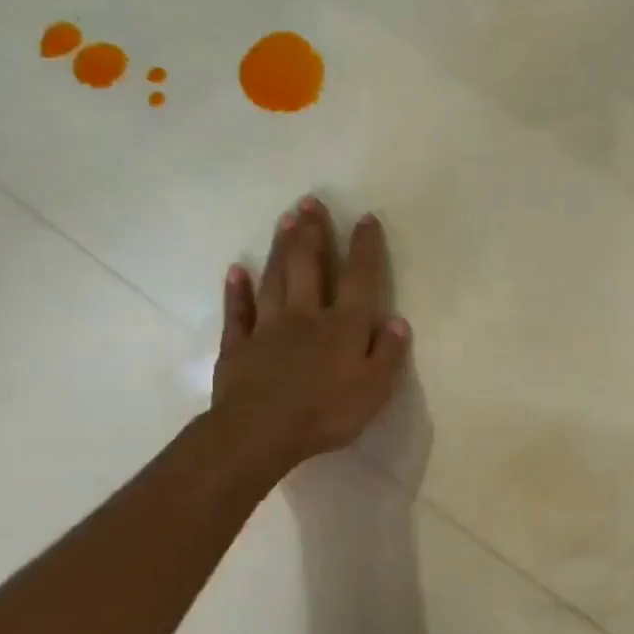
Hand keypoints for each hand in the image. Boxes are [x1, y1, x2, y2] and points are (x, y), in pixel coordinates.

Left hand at [211, 197, 409, 484]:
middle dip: (313, 233)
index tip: (365, 218)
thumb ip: (388, 353)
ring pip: (276, 279)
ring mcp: (268, 328)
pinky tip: (236, 270)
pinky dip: (237, 290)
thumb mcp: (374, 389)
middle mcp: (306, 316)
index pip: (359, 279)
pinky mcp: (239, 346)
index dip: (364, 248)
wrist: (261, 432)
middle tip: (311, 201)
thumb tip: (397, 321)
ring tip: (285, 219)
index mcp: (343, 326)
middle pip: (310, 267)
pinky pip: (238, 311)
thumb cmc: (327, 413)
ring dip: (281, 248)